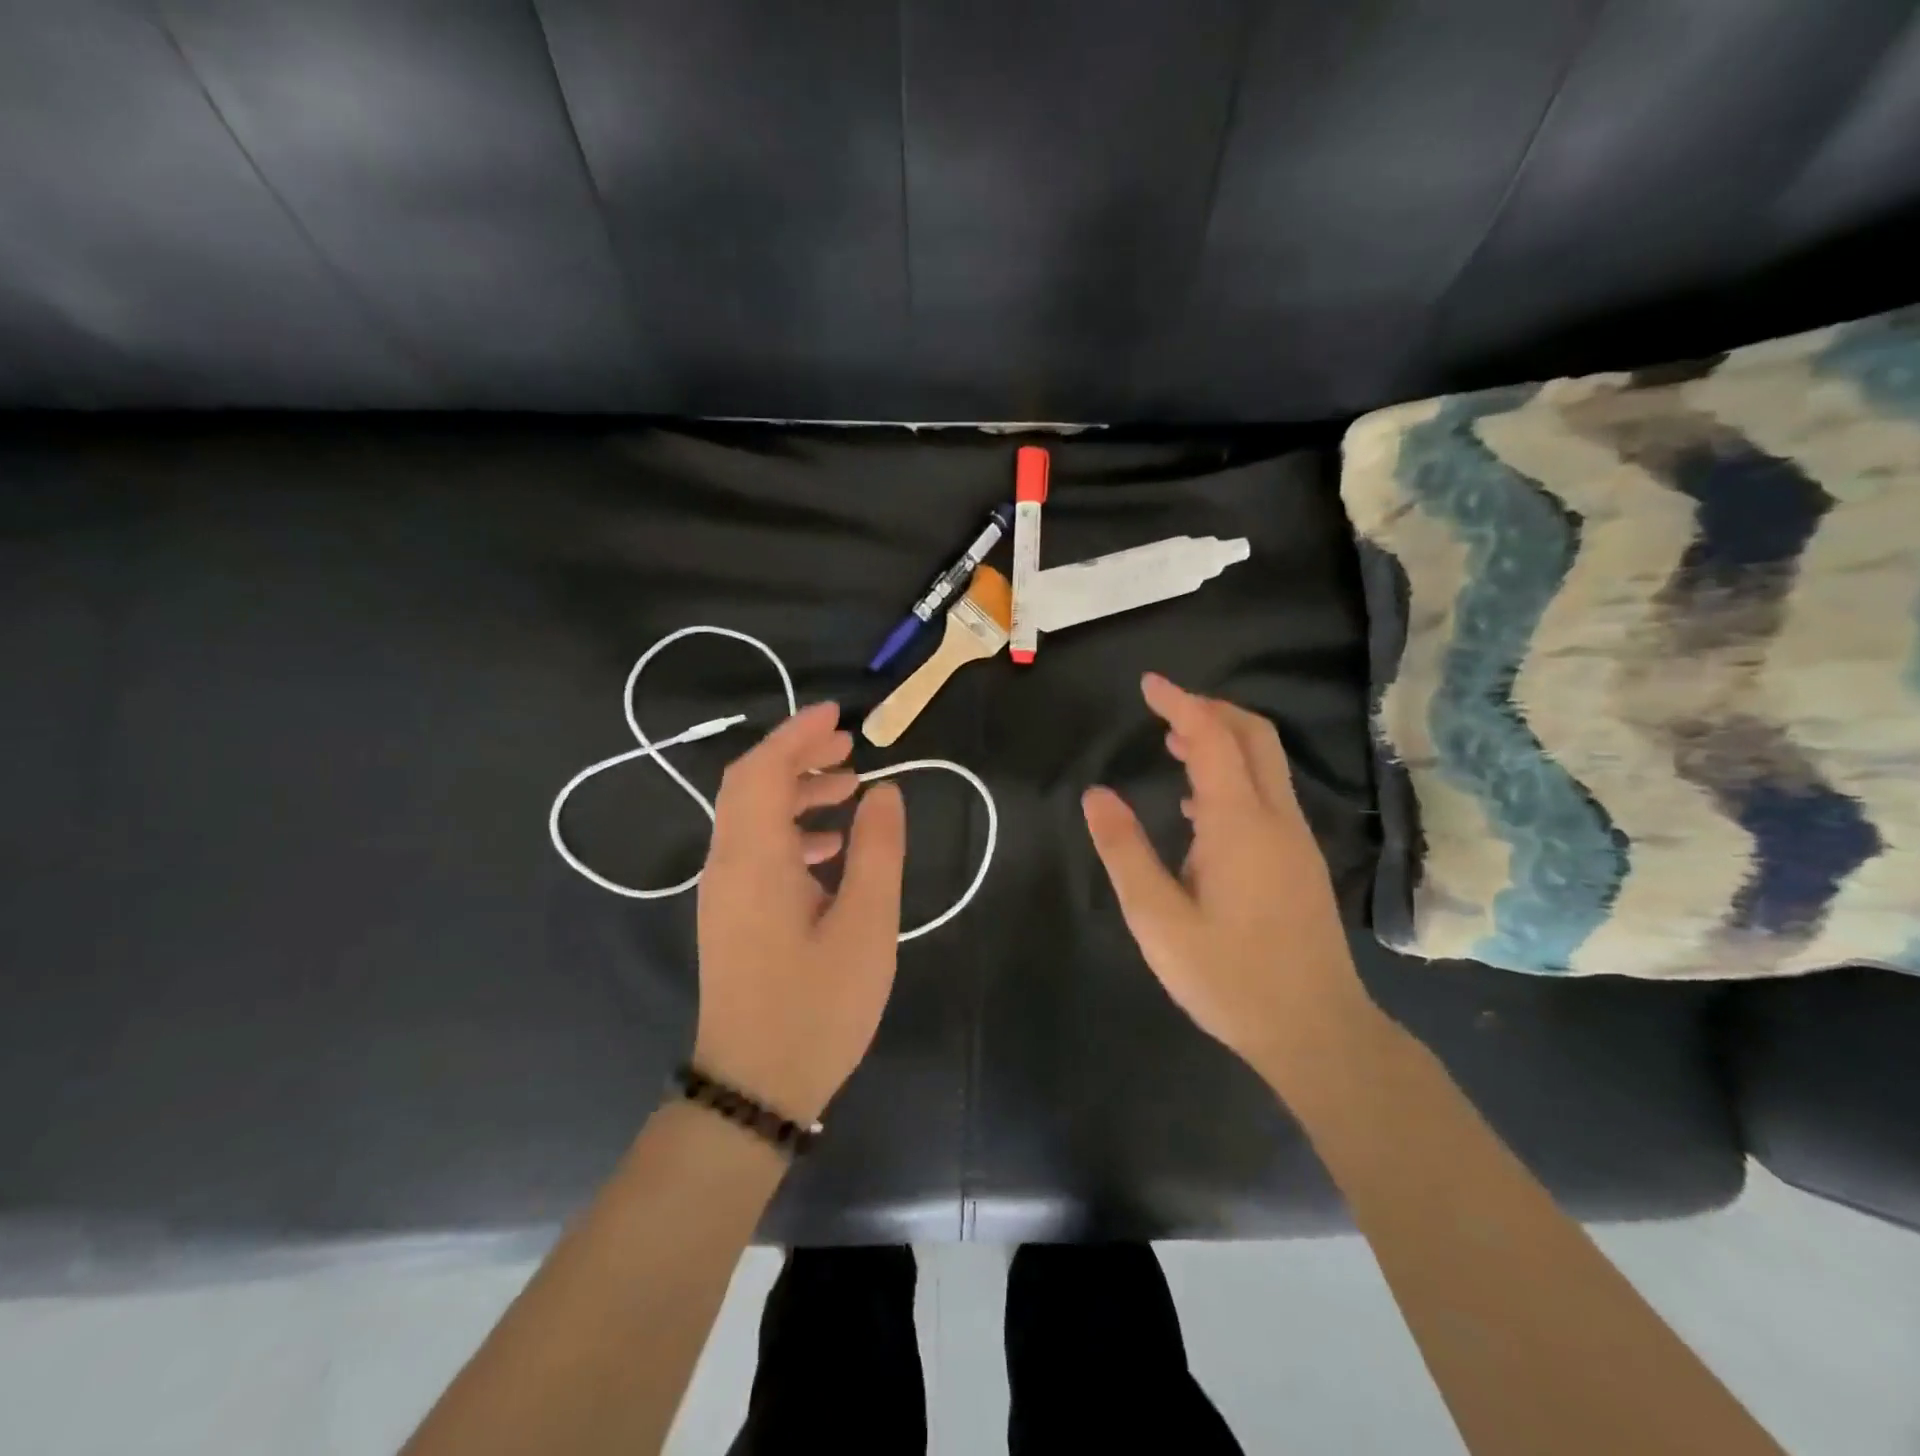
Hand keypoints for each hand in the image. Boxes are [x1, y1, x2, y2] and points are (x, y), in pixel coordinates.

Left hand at [694, 702, 906, 1125]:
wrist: (755, 1088)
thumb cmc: (816, 1006)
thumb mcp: (866, 925)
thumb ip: (877, 851)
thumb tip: (884, 792)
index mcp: (754, 859)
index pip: (762, 770)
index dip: (796, 734)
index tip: (838, 715)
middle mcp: (727, 865)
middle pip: (750, 785)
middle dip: (797, 755)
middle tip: (850, 747)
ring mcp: (724, 892)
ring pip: (752, 816)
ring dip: (796, 791)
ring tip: (850, 790)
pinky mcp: (731, 916)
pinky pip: (756, 849)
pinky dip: (792, 829)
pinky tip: (833, 848)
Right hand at [1082, 673, 1371, 1085]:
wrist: (1317, 1031)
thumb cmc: (1229, 977)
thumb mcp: (1157, 919)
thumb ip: (1125, 852)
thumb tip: (1096, 796)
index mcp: (1238, 823)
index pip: (1213, 737)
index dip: (1180, 702)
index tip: (1148, 683)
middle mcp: (1276, 818)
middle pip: (1254, 736)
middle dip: (1210, 709)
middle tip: (1164, 709)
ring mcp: (1296, 840)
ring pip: (1266, 764)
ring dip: (1223, 740)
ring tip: (1174, 745)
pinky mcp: (1301, 862)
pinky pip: (1268, 795)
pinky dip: (1234, 775)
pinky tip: (1199, 808)